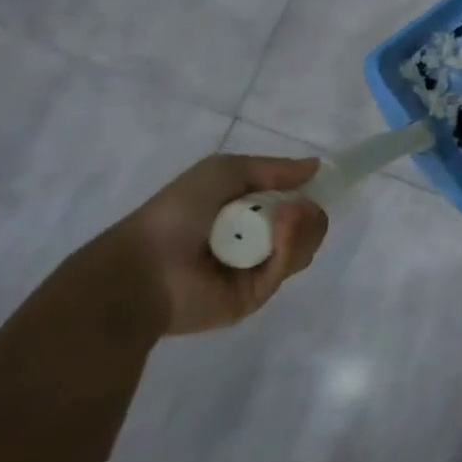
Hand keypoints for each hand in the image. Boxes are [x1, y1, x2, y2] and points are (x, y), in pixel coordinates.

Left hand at [106, 154, 328, 334]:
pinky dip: (290, 245)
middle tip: (293, 208)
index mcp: (248, 210)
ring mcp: (258, 268)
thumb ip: (274, 168)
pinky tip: (278, 233)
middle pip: (308, 225)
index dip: (306, 193)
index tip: (311, 185)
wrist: (145, 267)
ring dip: (302, 226)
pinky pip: (288, 267)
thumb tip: (316, 166)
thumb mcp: (225, 170)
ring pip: (305, 245)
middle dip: (308, 212)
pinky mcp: (257, 295)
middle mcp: (257, 238)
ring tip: (285, 218)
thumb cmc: (179, 211)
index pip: (295, 202)